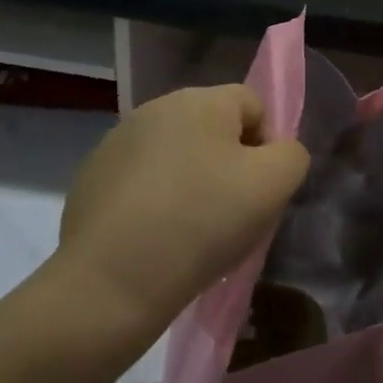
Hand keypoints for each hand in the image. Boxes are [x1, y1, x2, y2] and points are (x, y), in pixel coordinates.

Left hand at [49, 85, 307, 362]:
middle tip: (232, 213)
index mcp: (199, 100)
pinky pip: (142, 182)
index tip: (261, 191)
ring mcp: (116, 143)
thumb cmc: (203, 222)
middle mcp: (154, 109)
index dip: (267, 145)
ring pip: (176, 156)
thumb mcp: (274, 185)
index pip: (253, 105)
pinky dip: (155, 202)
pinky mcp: (91, 178)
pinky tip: (156, 238)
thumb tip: (276, 152)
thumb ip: (291, 155)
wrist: (112, 281)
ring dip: (191, 182)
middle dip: (229, 164)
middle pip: (212, 129)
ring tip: (192, 231)